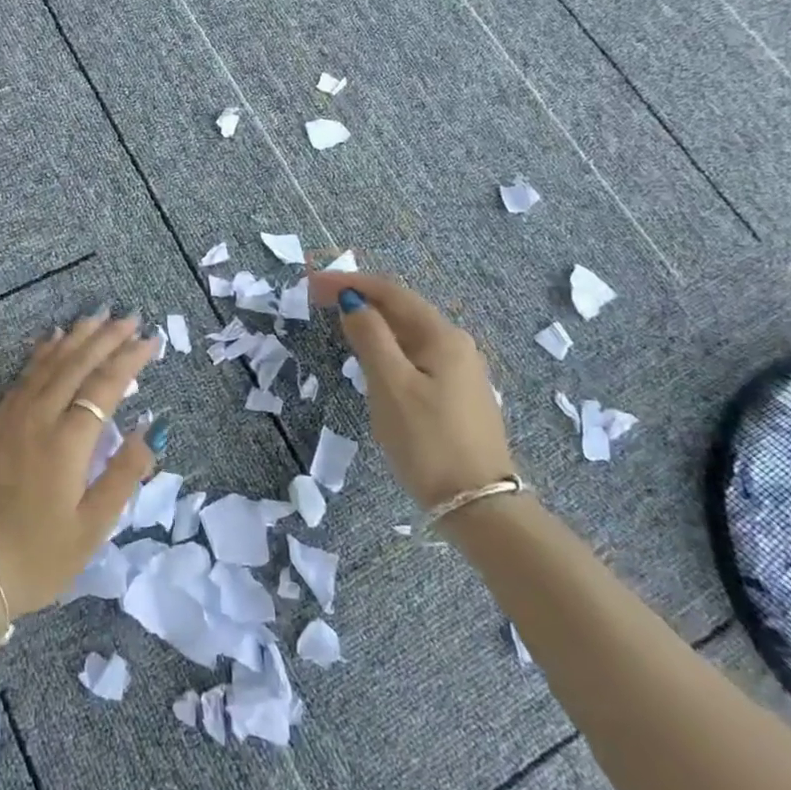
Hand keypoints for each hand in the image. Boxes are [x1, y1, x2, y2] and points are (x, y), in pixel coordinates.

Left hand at [0, 311, 159, 614]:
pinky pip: (24, 376)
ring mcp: (12, 417)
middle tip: (129, 317)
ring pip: (49, 364)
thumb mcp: (92, 527)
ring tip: (96, 317)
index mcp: (68, 441)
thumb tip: (152, 428)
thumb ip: (123, 473)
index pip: (105, 386)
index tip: (150, 340)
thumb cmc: (39, 556)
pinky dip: (43, 353)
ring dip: (75, 338)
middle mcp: (39, 417)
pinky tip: (51, 342)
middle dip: (105, 338)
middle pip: (77, 365)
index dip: (129, 359)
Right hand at [308, 272, 514, 510]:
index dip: (349, 281)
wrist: (479, 507)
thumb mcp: (391, 385)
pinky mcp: (456, 395)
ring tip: (338, 321)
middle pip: (400, 308)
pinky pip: (414, 355)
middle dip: (359, 297)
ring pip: (407, 333)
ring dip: (372, 321)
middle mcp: (456, 344)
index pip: (390, 292)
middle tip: (317, 298)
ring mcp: (459, 371)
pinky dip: (386, 345)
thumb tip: (353, 302)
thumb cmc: (428, 441)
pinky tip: (371, 357)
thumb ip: (370, 337)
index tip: (311, 282)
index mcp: (442, 336)